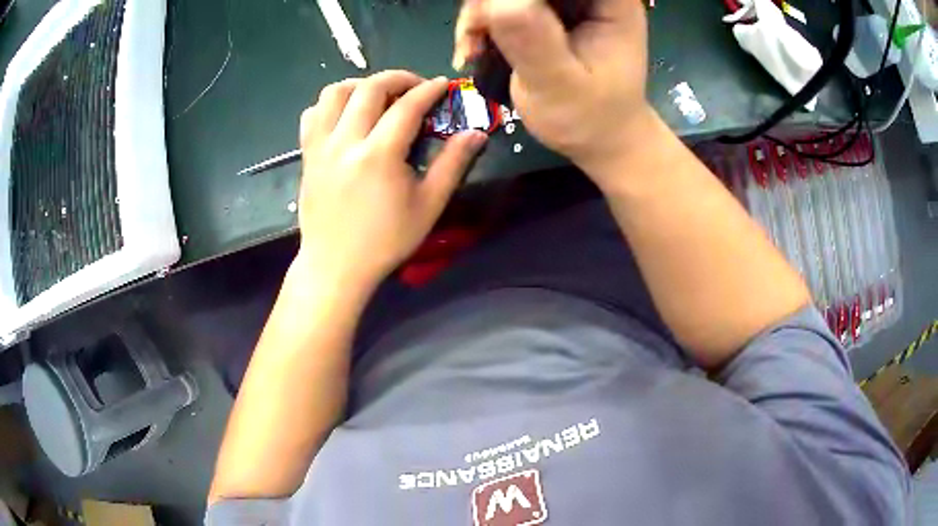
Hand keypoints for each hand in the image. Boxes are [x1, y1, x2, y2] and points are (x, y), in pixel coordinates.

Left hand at [295, 71, 487, 289]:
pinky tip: (347, 116)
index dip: (429, 90)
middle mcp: (345, 142)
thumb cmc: (385, 241)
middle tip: (416, 87)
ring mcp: (320, 147)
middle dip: (398, 78)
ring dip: (361, 85)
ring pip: (334, 93)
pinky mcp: (307, 155)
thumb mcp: (428, 206)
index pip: (407, 106)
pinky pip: (313, 114)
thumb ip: (453, 164)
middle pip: (370, 88)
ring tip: (379, 96)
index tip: (443, 85)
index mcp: (378, 155)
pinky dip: (332, 104)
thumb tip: (476, 133)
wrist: (335, 265)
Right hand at [454, 0, 653, 186]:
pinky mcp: (546, 12)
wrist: (597, 140)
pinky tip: (474, 49)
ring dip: (481, 13)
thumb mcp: (560, 85)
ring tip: (472, 49)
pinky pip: (502, 3)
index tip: (493, 14)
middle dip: (491, 3)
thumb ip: (534, 41)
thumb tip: (498, 1)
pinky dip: (481, 22)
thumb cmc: (589, 120)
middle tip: (474, 35)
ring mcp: (567, 3)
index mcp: (610, 2)